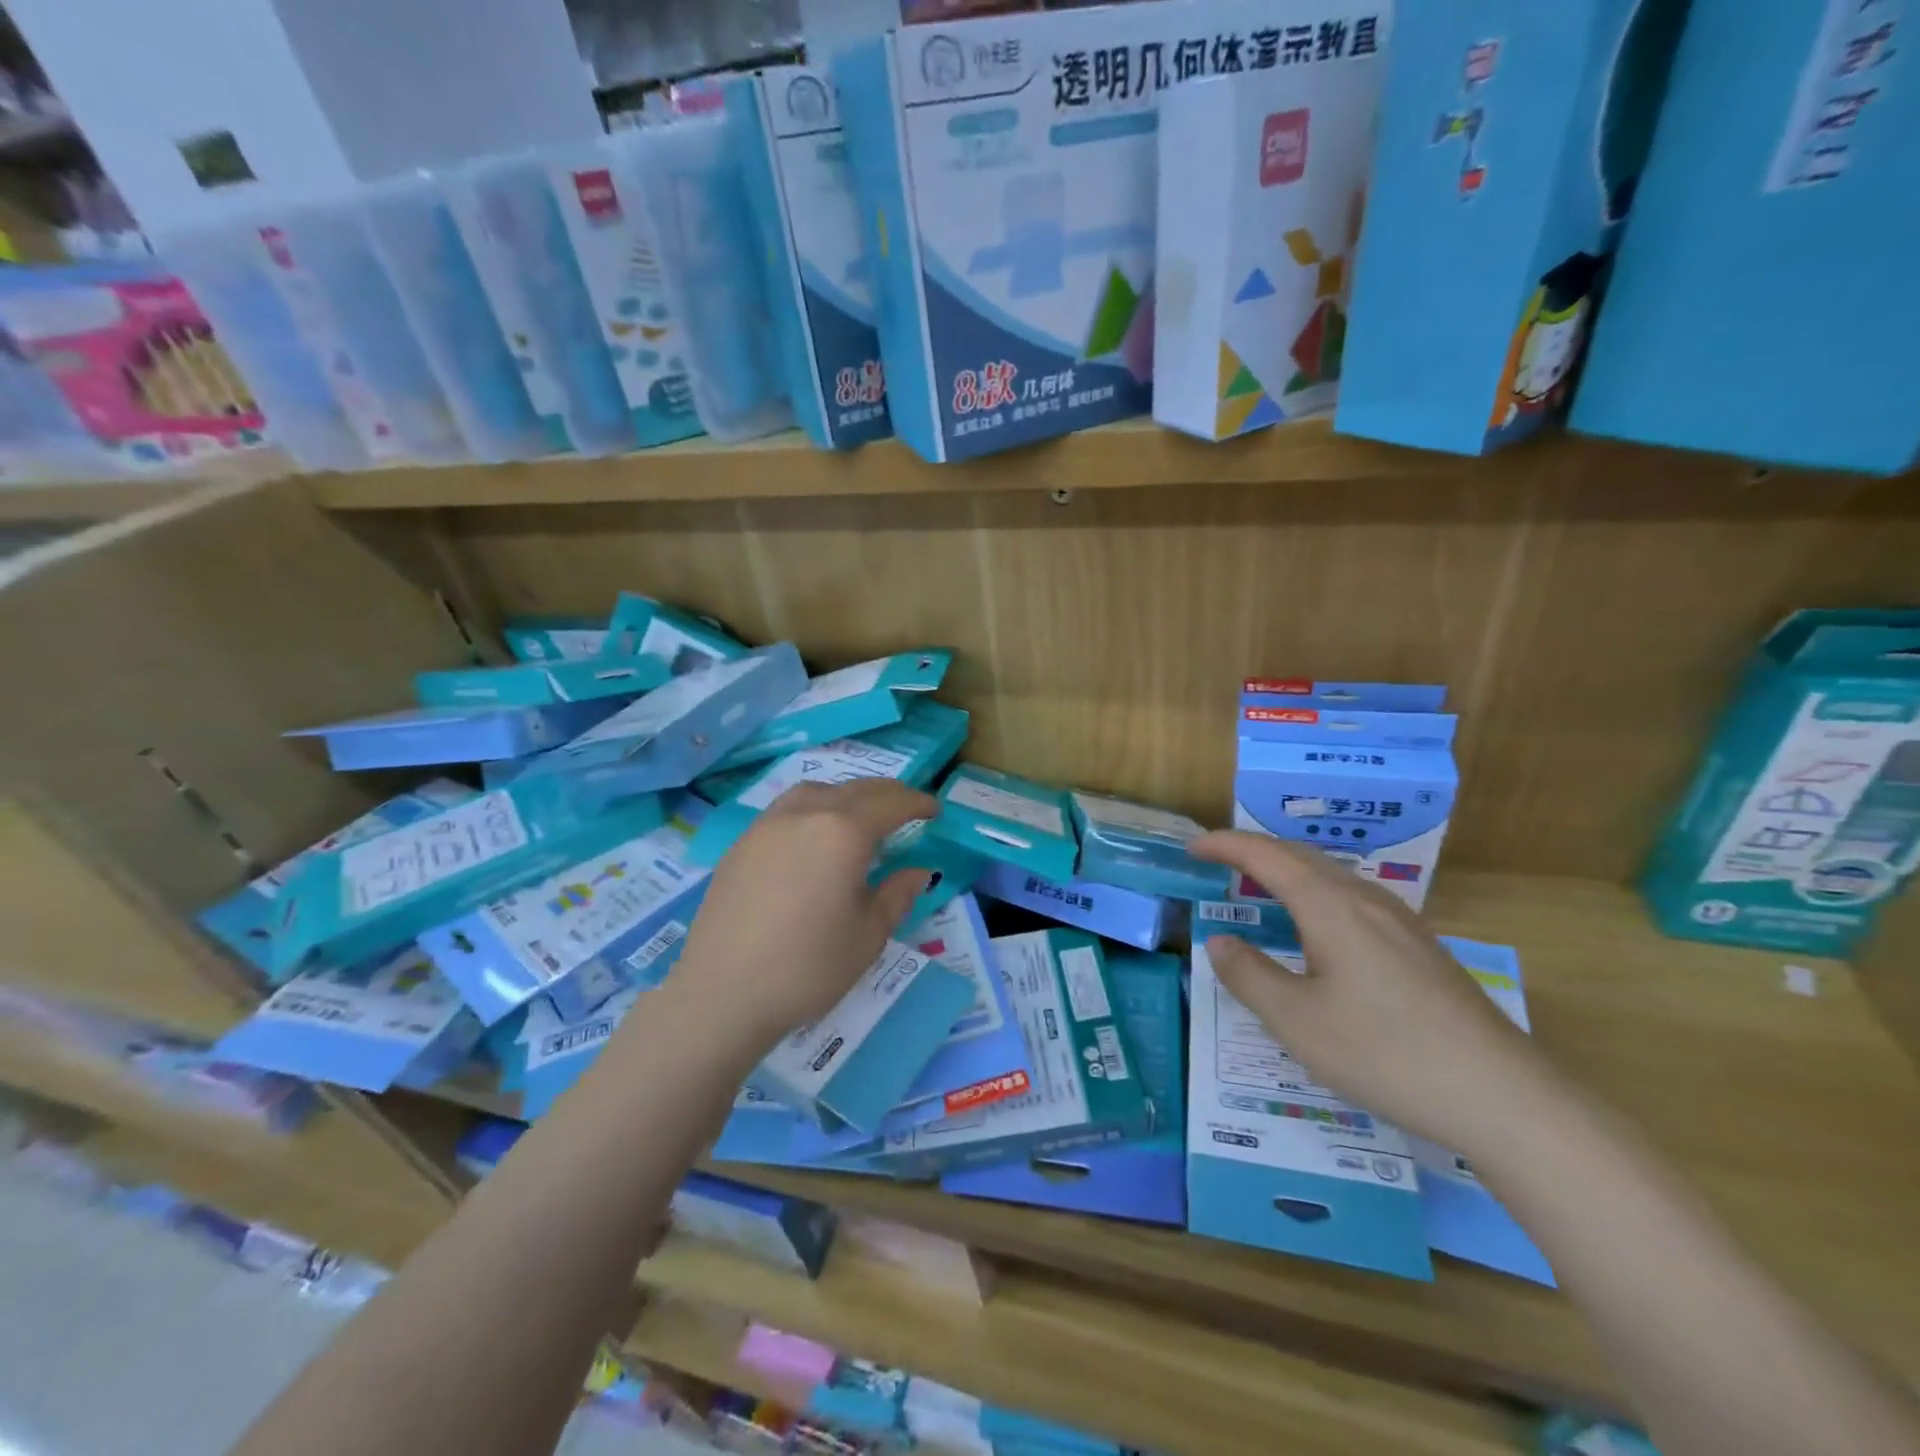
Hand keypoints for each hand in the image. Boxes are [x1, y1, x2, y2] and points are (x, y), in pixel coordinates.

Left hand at [669, 779, 936, 1053]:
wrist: (722, 993)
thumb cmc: (807, 967)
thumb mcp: (868, 935)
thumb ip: (897, 894)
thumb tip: (918, 871)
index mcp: (843, 832)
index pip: (890, 803)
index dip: (917, 803)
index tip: (933, 811)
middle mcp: (806, 814)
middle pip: (855, 789)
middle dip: (887, 794)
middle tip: (907, 808)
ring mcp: (768, 824)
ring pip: (817, 791)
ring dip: (847, 795)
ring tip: (859, 817)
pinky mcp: (742, 842)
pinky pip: (788, 808)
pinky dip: (814, 808)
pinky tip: (814, 838)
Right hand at [1190, 832, 1555, 1152]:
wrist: (1504, 1097)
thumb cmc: (1386, 1053)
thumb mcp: (1297, 1022)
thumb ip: (1249, 976)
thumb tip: (1220, 942)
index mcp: (1330, 907)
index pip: (1266, 856)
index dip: (1225, 846)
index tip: (1192, 849)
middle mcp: (1365, 900)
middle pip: (1301, 856)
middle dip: (1254, 852)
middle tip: (1216, 863)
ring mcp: (1399, 922)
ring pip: (1331, 876)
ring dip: (1287, 871)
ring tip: (1259, 889)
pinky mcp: (1419, 947)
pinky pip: (1352, 899)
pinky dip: (1315, 894)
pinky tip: (1316, 930)